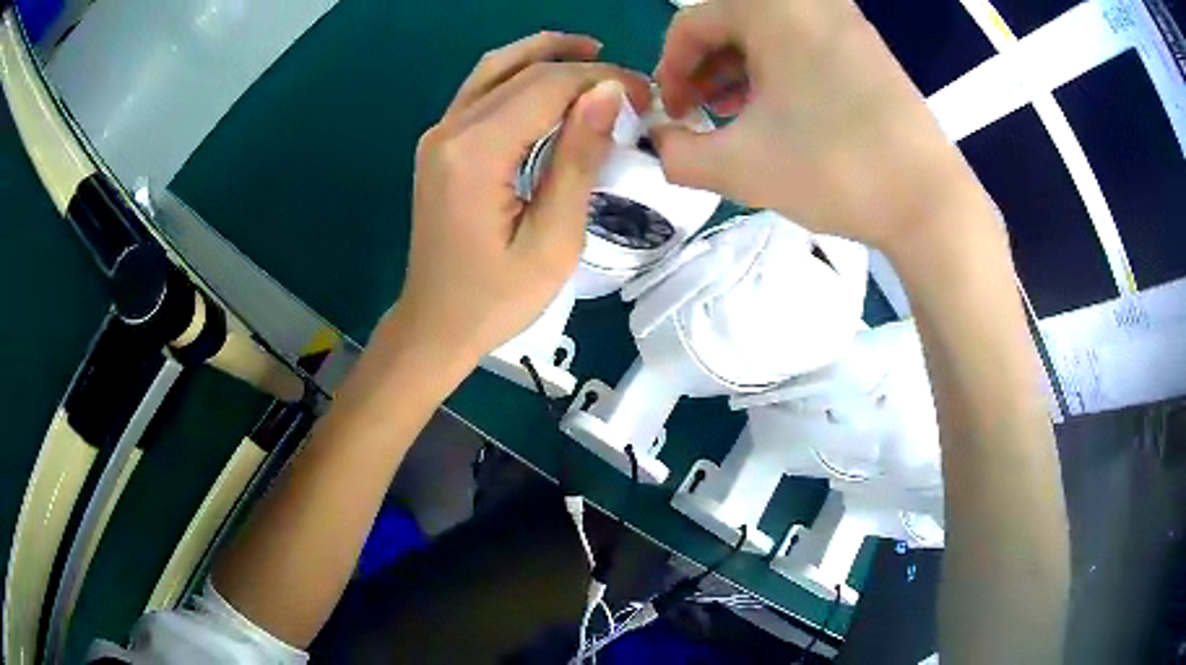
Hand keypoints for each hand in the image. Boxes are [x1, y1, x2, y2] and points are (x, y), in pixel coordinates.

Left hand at [389, 32, 649, 364]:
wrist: (435, 325)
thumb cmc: (497, 298)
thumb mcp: (553, 240)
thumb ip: (578, 160)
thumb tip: (607, 93)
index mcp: (475, 153)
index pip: (547, 86)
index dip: (602, 79)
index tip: (647, 94)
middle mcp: (449, 130)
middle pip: (522, 70)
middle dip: (582, 67)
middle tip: (631, 83)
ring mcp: (438, 134)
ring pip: (496, 68)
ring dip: (546, 54)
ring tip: (595, 56)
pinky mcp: (440, 144)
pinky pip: (482, 90)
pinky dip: (521, 75)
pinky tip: (552, 82)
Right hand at [652, 0, 989, 251]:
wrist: (928, 202)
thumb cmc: (832, 169)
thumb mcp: (737, 166)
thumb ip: (674, 154)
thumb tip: (658, 143)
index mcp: (770, 8)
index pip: (692, 24)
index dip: (669, 70)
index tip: (672, 115)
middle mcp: (809, 2)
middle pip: (731, 23)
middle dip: (705, 69)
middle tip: (703, 114)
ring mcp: (845, 22)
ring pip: (769, 33)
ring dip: (741, 70)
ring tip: (738, 116)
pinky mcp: (870, 49)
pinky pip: (806, 44)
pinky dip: (781, 70)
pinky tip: (782, 112)